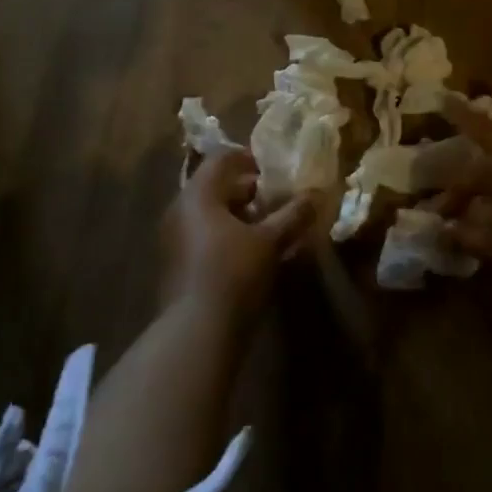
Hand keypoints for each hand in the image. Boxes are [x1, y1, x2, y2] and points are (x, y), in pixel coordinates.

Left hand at [161, 148, 313, 316]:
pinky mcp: (177, 266)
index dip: (250, 158)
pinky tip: (253, 254)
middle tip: (278, 199)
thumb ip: (293, 214)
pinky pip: (204, 238)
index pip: (221, 159)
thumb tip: (317, 193)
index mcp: (198, 195)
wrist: (195, 332)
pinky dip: (228, 237)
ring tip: (272, 228)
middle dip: (249, 191)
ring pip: (210, 216)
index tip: (275, 168)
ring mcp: (174, 240)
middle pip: (215, 188)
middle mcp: (179, 211)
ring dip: (240, 217)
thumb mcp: (270, 241)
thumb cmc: (233, 273)